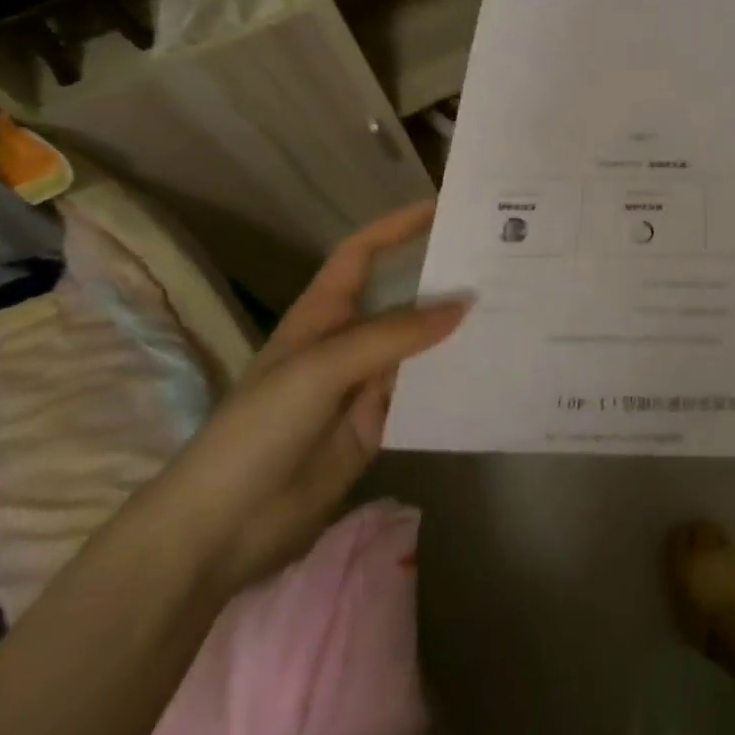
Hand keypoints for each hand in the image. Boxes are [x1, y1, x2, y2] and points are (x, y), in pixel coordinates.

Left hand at [141, 202, 468, 598]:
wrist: (224, 527)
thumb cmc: (261, 428)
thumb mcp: (323, 368)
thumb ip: (393, 335)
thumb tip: (462, 306)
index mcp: (323, 315)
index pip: (362, 254)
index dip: (397, 226)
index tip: (443, 207)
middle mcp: (348, 341)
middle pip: (402, 299)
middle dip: (443, 279)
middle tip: (499, 263)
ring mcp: (364, 385)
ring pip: (420, 347)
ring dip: (456, 332)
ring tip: (510, 312)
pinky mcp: (379, 424)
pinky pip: (423, 393)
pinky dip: (453, 381)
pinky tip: (490, 371)